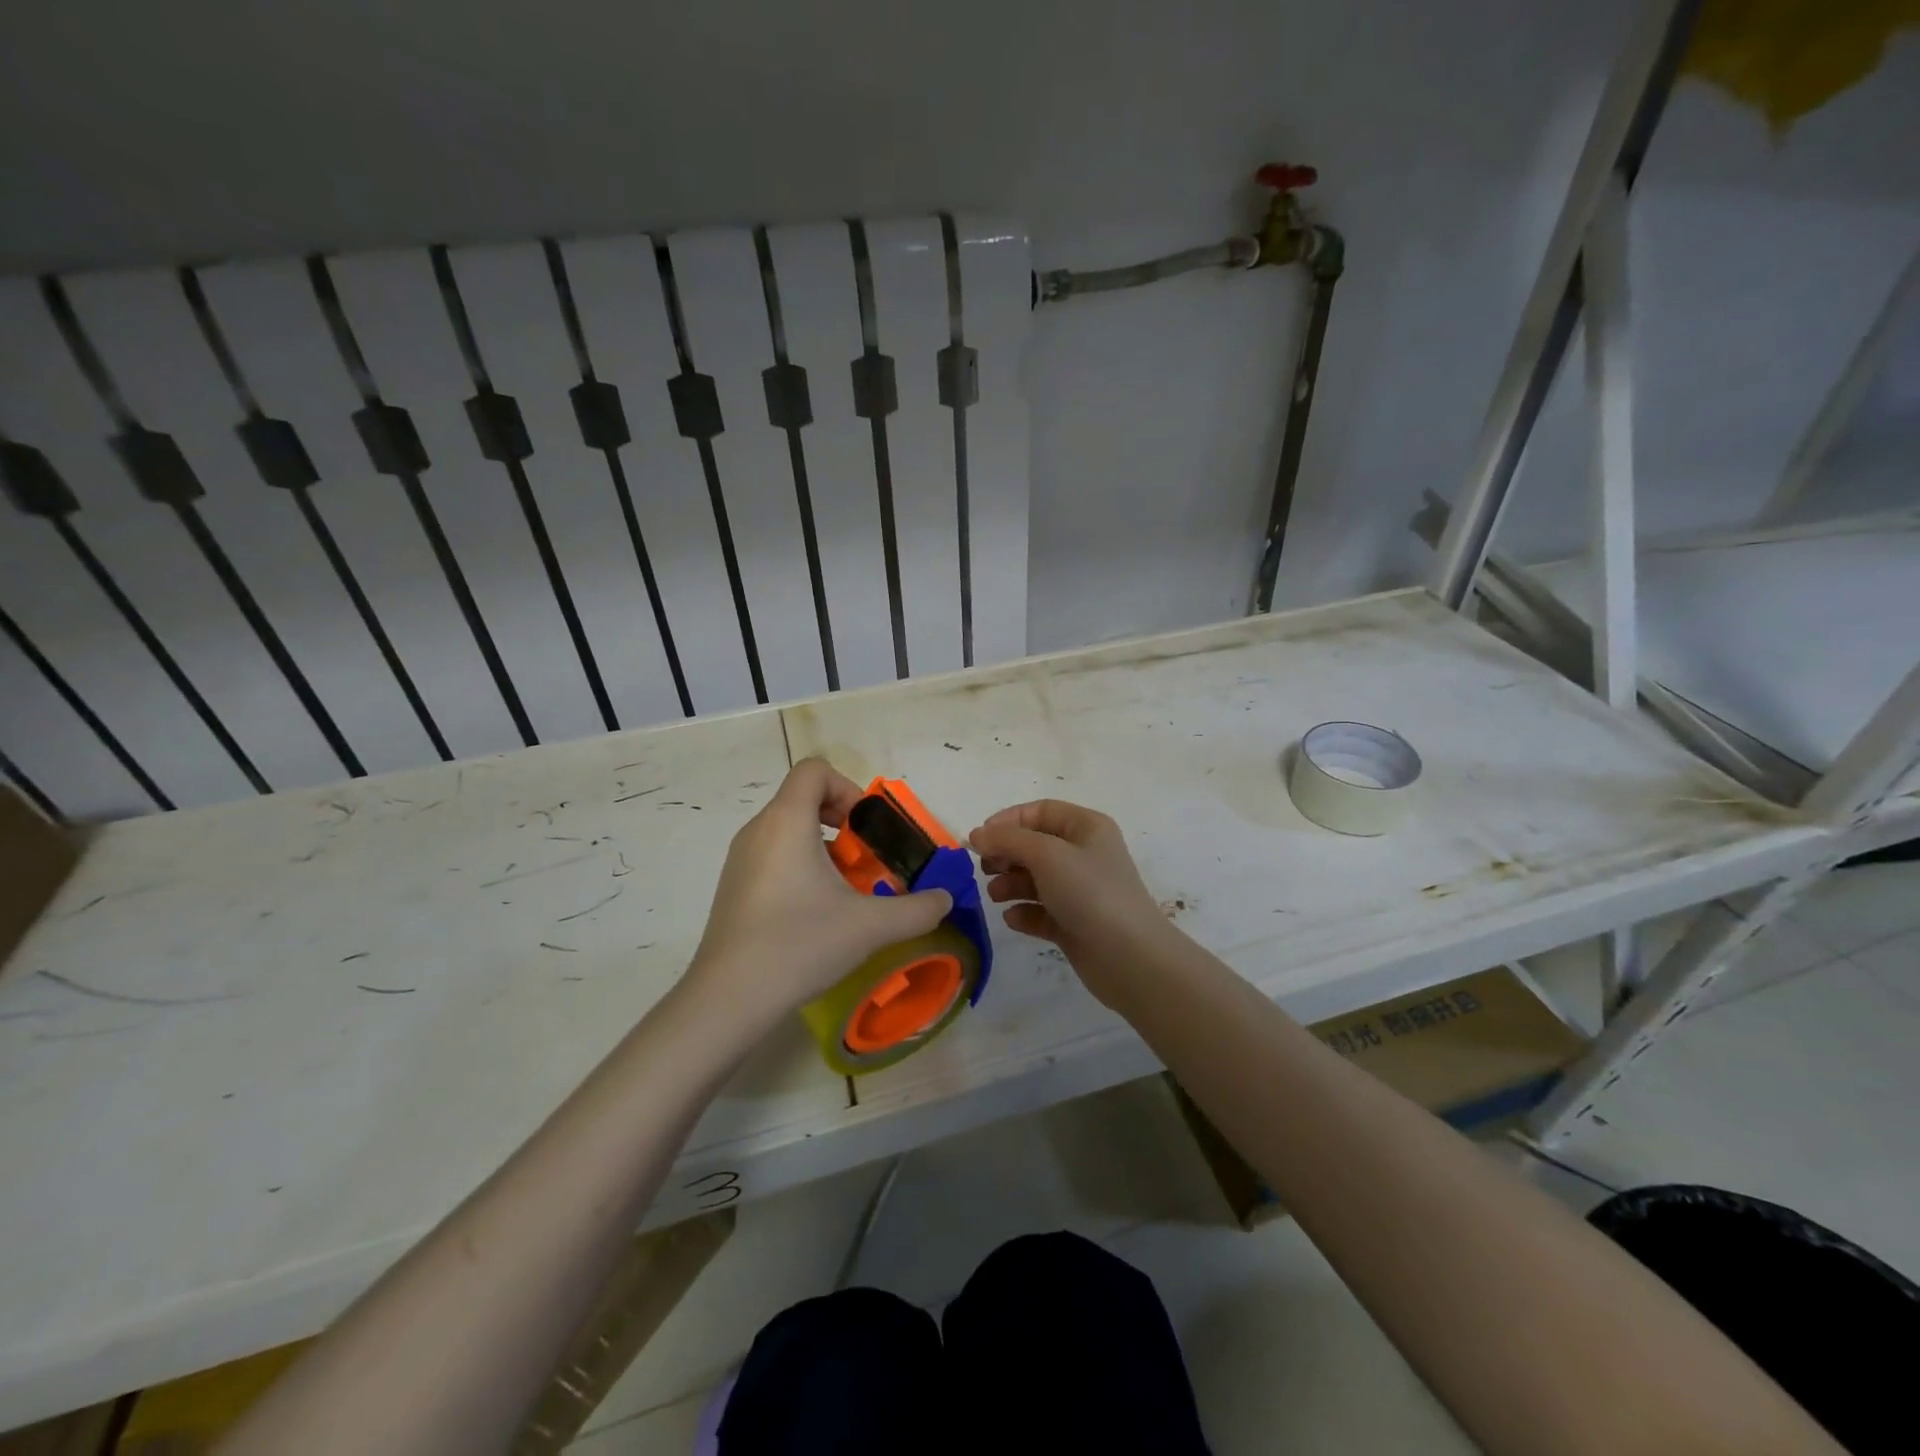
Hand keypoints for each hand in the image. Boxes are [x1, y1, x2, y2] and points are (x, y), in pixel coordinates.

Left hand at [687, 759, 952, 1019]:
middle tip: (864, 860)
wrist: (728, 998)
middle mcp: (758, 830)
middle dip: (842, 822)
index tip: (866, 829)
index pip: (814, 770)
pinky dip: (800, 867)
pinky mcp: (733, 886)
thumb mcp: (870, 926)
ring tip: (846, 891)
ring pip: (788, 829)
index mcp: (786, 821)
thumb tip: (945, 900)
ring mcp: (740, 859)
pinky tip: (816, 913)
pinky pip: (773, 855)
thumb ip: (917, 910)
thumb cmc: (799, 944)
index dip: (848, 788)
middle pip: (803, 798)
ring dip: (823, 847)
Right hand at [969, 800, 1174, 1006]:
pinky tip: (1014, 919)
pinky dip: (1025, 912)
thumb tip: (977, 834)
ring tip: (996, 896)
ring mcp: (1081, 891)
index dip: (1008, 820)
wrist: (1129, 957)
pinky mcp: (1075, 923)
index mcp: (1087, 828)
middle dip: (1007, 855)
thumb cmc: (1089, 892)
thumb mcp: (1045, 854)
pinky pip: (1042, 910)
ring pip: (1036, 879)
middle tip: (986, 869)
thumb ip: (1007, 839)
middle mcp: (1085, 854)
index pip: (1041, 811)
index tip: (980, 838)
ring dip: (1011, 884)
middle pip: (1035, 845)